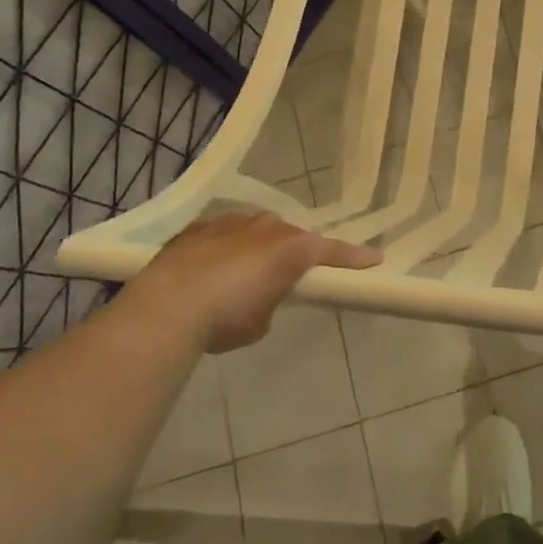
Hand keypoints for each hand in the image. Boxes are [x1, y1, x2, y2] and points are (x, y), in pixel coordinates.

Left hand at [121, 213, 380, 352]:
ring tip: (241, 278)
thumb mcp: (261, 321)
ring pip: (256, 232)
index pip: (333, 251)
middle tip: (288, 279)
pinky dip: (225, 250)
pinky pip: (224, 235)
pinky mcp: (200, 227)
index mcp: (292, 249)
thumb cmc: (226, 318)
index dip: (355, 258)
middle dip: (294, 254)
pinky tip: (209, 272)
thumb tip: (260, 295)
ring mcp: (231, 222)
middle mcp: (267, 226)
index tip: (375, 260)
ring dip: (257, 249)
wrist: (167, 306)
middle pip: (292, 237)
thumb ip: (272, 300)